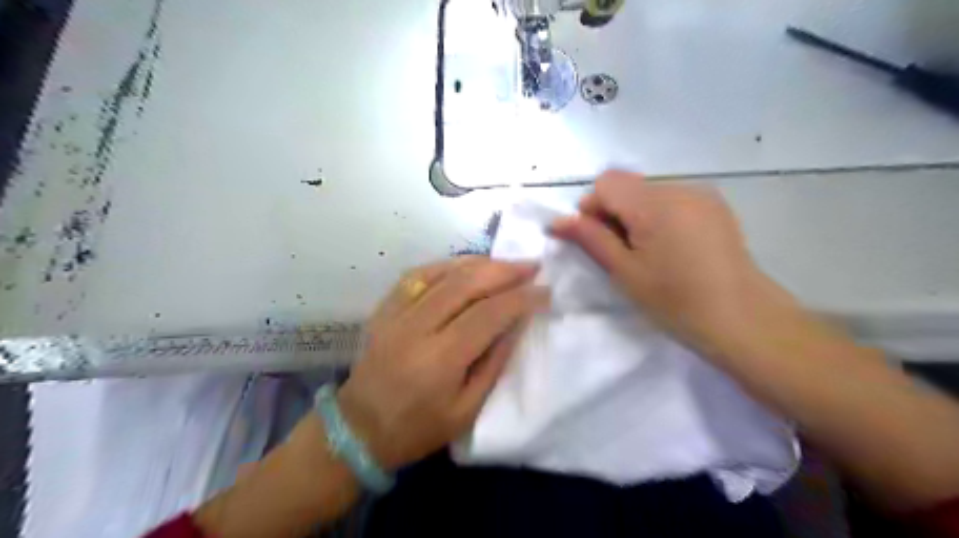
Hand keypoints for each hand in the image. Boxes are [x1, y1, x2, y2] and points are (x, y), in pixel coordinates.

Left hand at [336, 257, 545, 470]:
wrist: (358, 429)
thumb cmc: (418, 428)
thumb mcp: (467, 410)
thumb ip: (494, 363)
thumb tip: (517, 323)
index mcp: (440, 360)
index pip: (488, 314)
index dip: (520, 298)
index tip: (545, 290)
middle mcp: (416, 328)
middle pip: (466, 284)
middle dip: (504, 270)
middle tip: (531, 265)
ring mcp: (396, 313)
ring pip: (443, 273)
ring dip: (479, 263)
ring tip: (505, 263)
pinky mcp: (384, 308)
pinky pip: (418, 274)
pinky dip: (447, 264)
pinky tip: (466, 264)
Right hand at [551, 171, 773, 348]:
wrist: (741, 318)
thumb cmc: (675, 300)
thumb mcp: (624, 271)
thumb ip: (590, 239)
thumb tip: (557, 221)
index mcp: (654, 203)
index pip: (606, 182)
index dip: (592, 207)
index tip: (596, 239)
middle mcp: (679, 187)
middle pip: (628, 185)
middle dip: (613, 212)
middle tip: (620, 251)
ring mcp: (701, 194)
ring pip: (649, 192)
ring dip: (636, 214)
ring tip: (648, 251)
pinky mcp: (715, 206)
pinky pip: (672, 199)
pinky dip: (658, 216)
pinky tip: (670, 247)